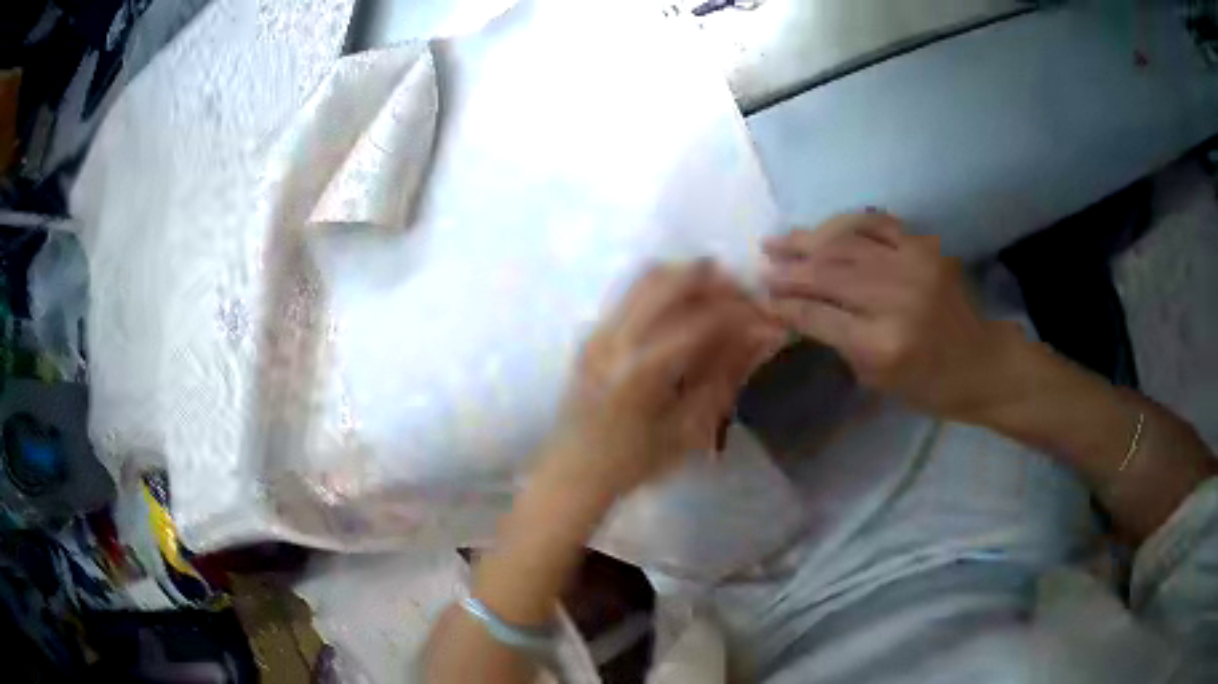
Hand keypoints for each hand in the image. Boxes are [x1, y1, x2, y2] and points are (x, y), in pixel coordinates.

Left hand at [543, 261, 785, 501]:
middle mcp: (617, 338)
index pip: (704, 320)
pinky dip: (666, 288)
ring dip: (688, 278)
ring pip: (648, 277)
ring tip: (718, 296)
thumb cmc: (634, 463)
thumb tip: (761, 337)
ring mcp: (600, 330)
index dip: (742, 313)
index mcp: (643, 370)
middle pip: (672, 280)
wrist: (573, 472)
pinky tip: (685, 308)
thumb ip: (725, 377)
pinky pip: (632, 292)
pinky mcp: (593, 333)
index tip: (767, 317)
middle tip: (745, 297)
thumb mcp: (689, 429)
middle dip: (716, 281)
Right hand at [762, 212, 1021, 421]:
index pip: (818, 316)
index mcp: (882, 346)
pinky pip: (876, 223)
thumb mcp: (878, 380)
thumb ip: (838, 341)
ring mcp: (913, 266)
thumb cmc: (930, 386)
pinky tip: (825, 228)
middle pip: (827, 274)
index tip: (760, 296)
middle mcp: (895, 299)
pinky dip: (845, 223)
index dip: (785, 304)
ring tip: (779, 240)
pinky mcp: (925, 247)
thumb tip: (799, 310)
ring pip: (845, 243)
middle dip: (789, 269)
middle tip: (761, 263)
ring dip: (807, 240)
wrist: (982, 362)